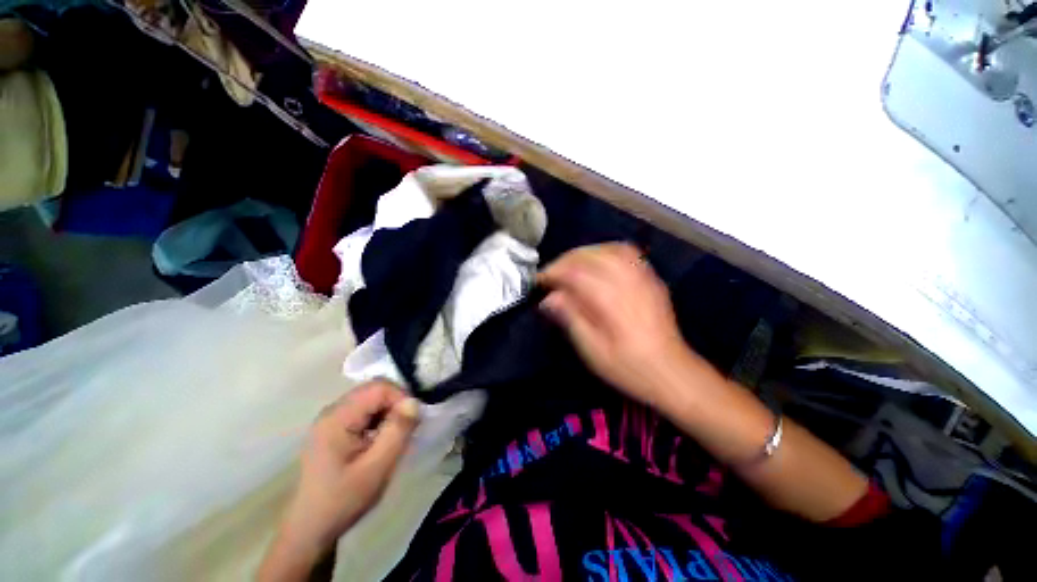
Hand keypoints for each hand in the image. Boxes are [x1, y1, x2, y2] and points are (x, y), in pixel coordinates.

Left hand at [260, 381, 419, 580]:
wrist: (310, 529)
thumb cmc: (343, 500)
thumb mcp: (376, 468)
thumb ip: (397, 431)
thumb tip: (414, 402)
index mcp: (337, 418)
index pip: (379, 387)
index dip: (401, 398)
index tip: (412, 421)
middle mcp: (332, 411)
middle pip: (374, 389)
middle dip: (396, 403)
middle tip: (407, 428)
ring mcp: (332, 418)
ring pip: (371, 398)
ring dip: (389, 411)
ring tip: (395, 435)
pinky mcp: (334, 427)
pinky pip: (364, 410)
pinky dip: (380, 418)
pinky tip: (381, 439)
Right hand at [538, 243, 696, 406]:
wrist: (672, 372)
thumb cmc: (628, 366)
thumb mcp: (592, 349)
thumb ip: (570, 318)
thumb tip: (548, 298)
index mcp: (610, 298)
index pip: (574, 272)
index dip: (552, 273)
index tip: (538, 282)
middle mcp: (627, 279)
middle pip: (589, 256)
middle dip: (565, 261)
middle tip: (551, 275)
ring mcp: (642, 276)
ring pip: (607, 249)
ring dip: (584, 254)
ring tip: (570, 267)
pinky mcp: (651, 278)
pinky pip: (626, 252)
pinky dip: (605, 252)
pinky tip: (597, 263)